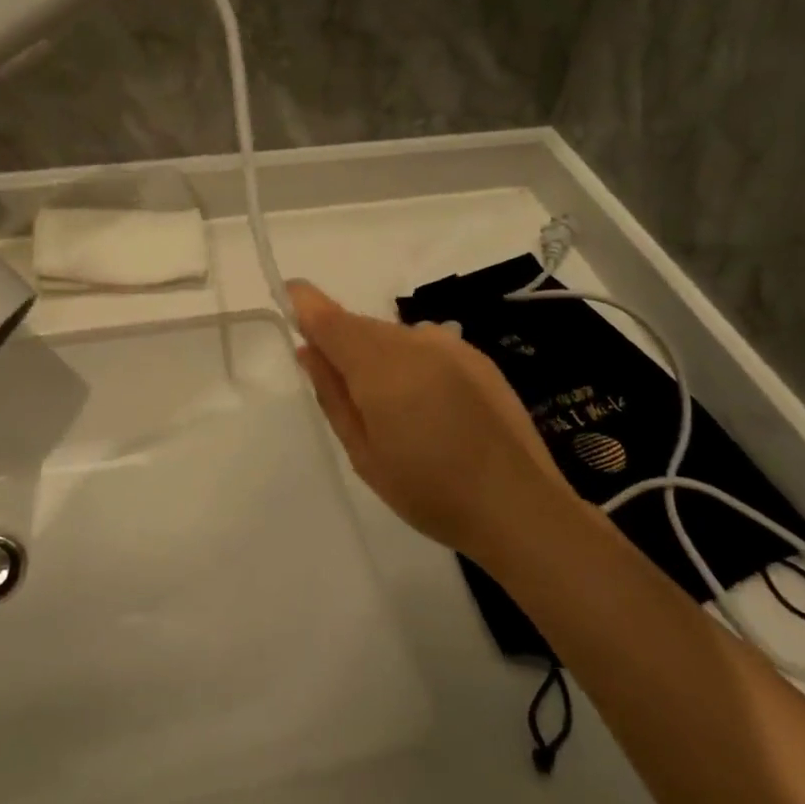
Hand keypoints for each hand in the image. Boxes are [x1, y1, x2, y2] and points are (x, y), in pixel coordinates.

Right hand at [289, 281, 573, 560]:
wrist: (518, 506)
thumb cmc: (428, 491)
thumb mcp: (363, 453)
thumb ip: (333, 394)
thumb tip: (309, 351)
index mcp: (380, 366)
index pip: (329, 317)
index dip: (304, 303)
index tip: (287, 297)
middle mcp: (414, 341)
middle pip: (361, 327)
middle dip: (343, 346)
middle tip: (348, 396)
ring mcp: (451, 346)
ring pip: (394, 336)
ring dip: (380, 358)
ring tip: (396, 411)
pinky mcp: (478, 357)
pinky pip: (426, 346)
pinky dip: (413, 364)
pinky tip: (432, 407)